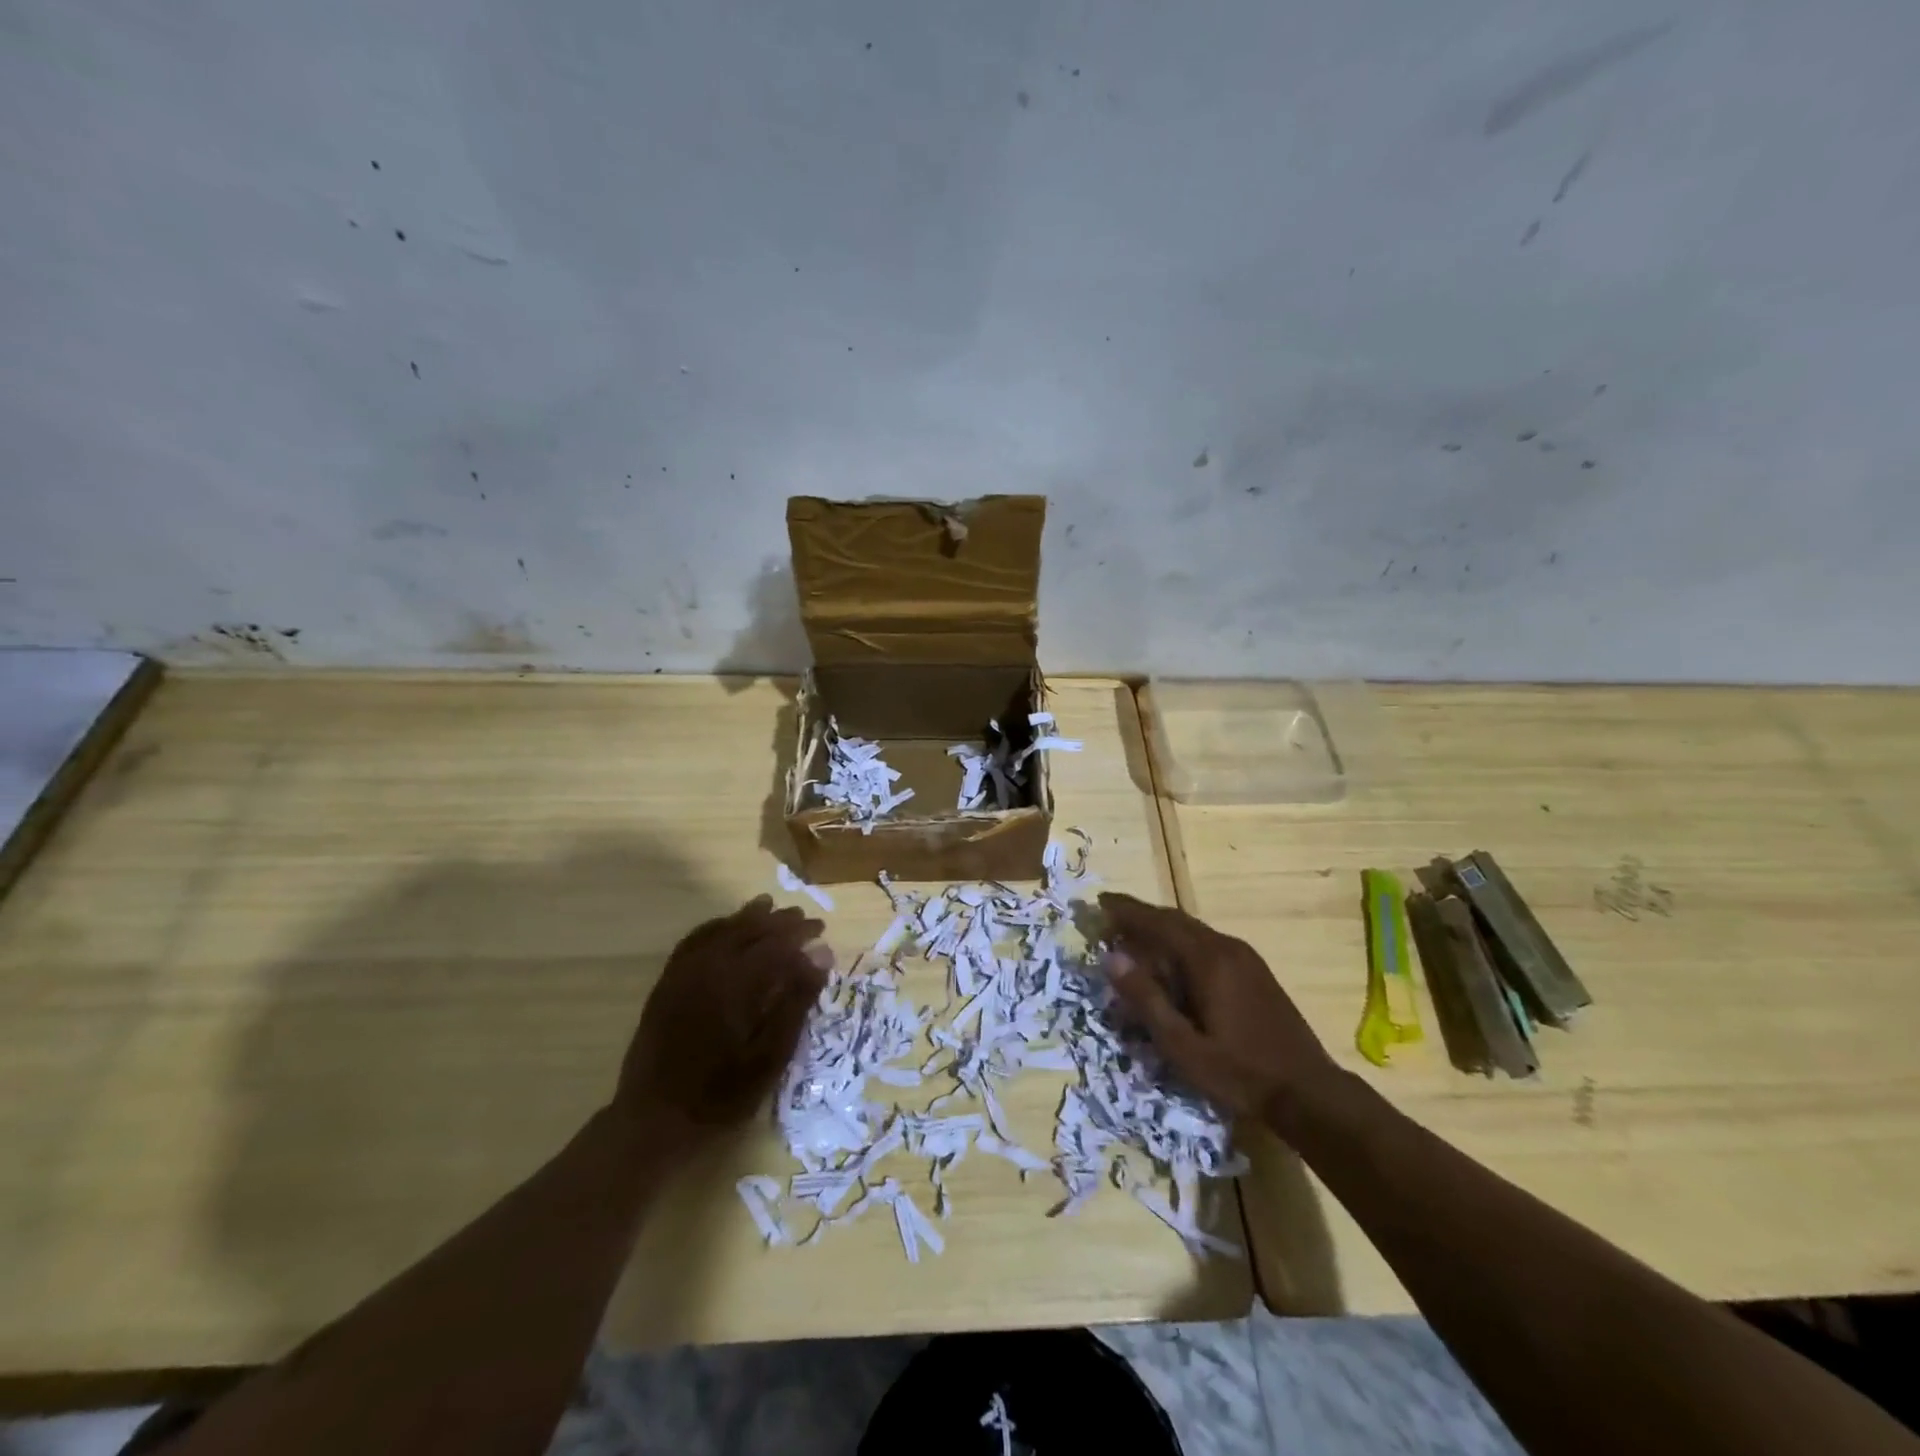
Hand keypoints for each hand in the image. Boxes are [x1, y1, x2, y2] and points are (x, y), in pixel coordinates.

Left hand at [615, 896, 831, 1141]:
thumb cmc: (721, 1096)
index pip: (777, 942)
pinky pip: (693, 941)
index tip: (822, 931)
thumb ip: (796, 1000)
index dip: (801, 933)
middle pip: (749, 929)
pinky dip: (715, 927)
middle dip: (778, 921)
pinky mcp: (666, 984)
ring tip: (769, 909)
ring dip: (748, 918)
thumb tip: (821, 954)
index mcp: (737, 983)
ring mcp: (682, 973)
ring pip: (720, 930)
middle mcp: (708, 967)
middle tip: (803, 919)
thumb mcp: (770, 1056)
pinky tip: (726, 928)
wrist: (653, 1122)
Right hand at [1098, 892, 1338, 1123]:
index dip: (1126, 911)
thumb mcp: (1183, 1046)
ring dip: (1161, 930)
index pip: (1158, 922)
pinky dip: (1181, 944)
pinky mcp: (1255, 971)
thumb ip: (1146, 1000)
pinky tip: (1172, 964)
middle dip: (1141, 917)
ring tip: (1133, 939)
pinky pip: (1208, 944)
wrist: (1309, 1092)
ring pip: (1193, 931)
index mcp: (1208, 959)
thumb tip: (1111, 958)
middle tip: (1109, 919)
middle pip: (1175, 920)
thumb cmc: (1240, 1073)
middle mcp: (1226, 947)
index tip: (1099, 902)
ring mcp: (1245, 958)